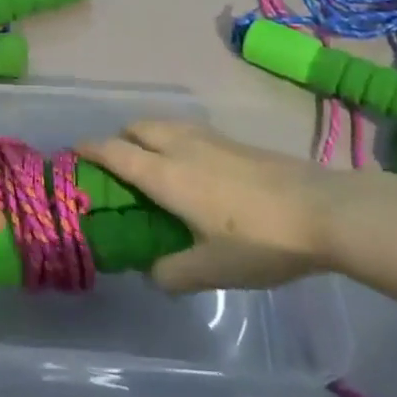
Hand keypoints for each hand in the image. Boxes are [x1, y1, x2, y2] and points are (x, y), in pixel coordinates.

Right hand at [78, 121, 332, 292]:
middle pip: (138, 127)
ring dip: (148, 135)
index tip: (74, 151)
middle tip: (117, 165)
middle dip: (120, 138)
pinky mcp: (236, 142)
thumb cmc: (259, 240)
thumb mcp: (212, 270)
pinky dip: (175, 139)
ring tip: (153, 163)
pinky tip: (193, 168)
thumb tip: (152, 273)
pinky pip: (189, 130)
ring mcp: (211, 139)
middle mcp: (182, 147)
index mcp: (166, 174)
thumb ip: (173, 273)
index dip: (91, 149)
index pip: (116, 152)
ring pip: (165, 124)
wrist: (322, 211)